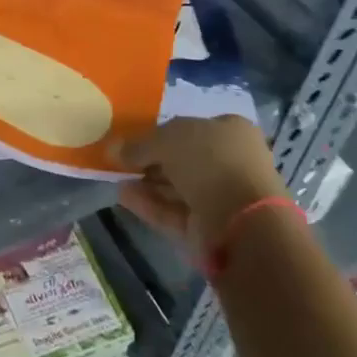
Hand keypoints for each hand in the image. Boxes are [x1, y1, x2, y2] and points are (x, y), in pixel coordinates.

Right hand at [116, 116, 287, 262]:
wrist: (242, 222)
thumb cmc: (210, 162)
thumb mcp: (168, 139)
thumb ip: (139, 144)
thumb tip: (114, 150)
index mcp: (231, 132)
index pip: (192, 128)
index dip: (162, 132)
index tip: (134, 139)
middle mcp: (229, 162)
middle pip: (183, 159)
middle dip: (151, 160)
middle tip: (119, 160)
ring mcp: (220, 198)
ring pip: (176, 187)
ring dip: (146, 183)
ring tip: (114, 178)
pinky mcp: (208, 228)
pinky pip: (173, 212)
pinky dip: (150, 204)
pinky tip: (123, 196)